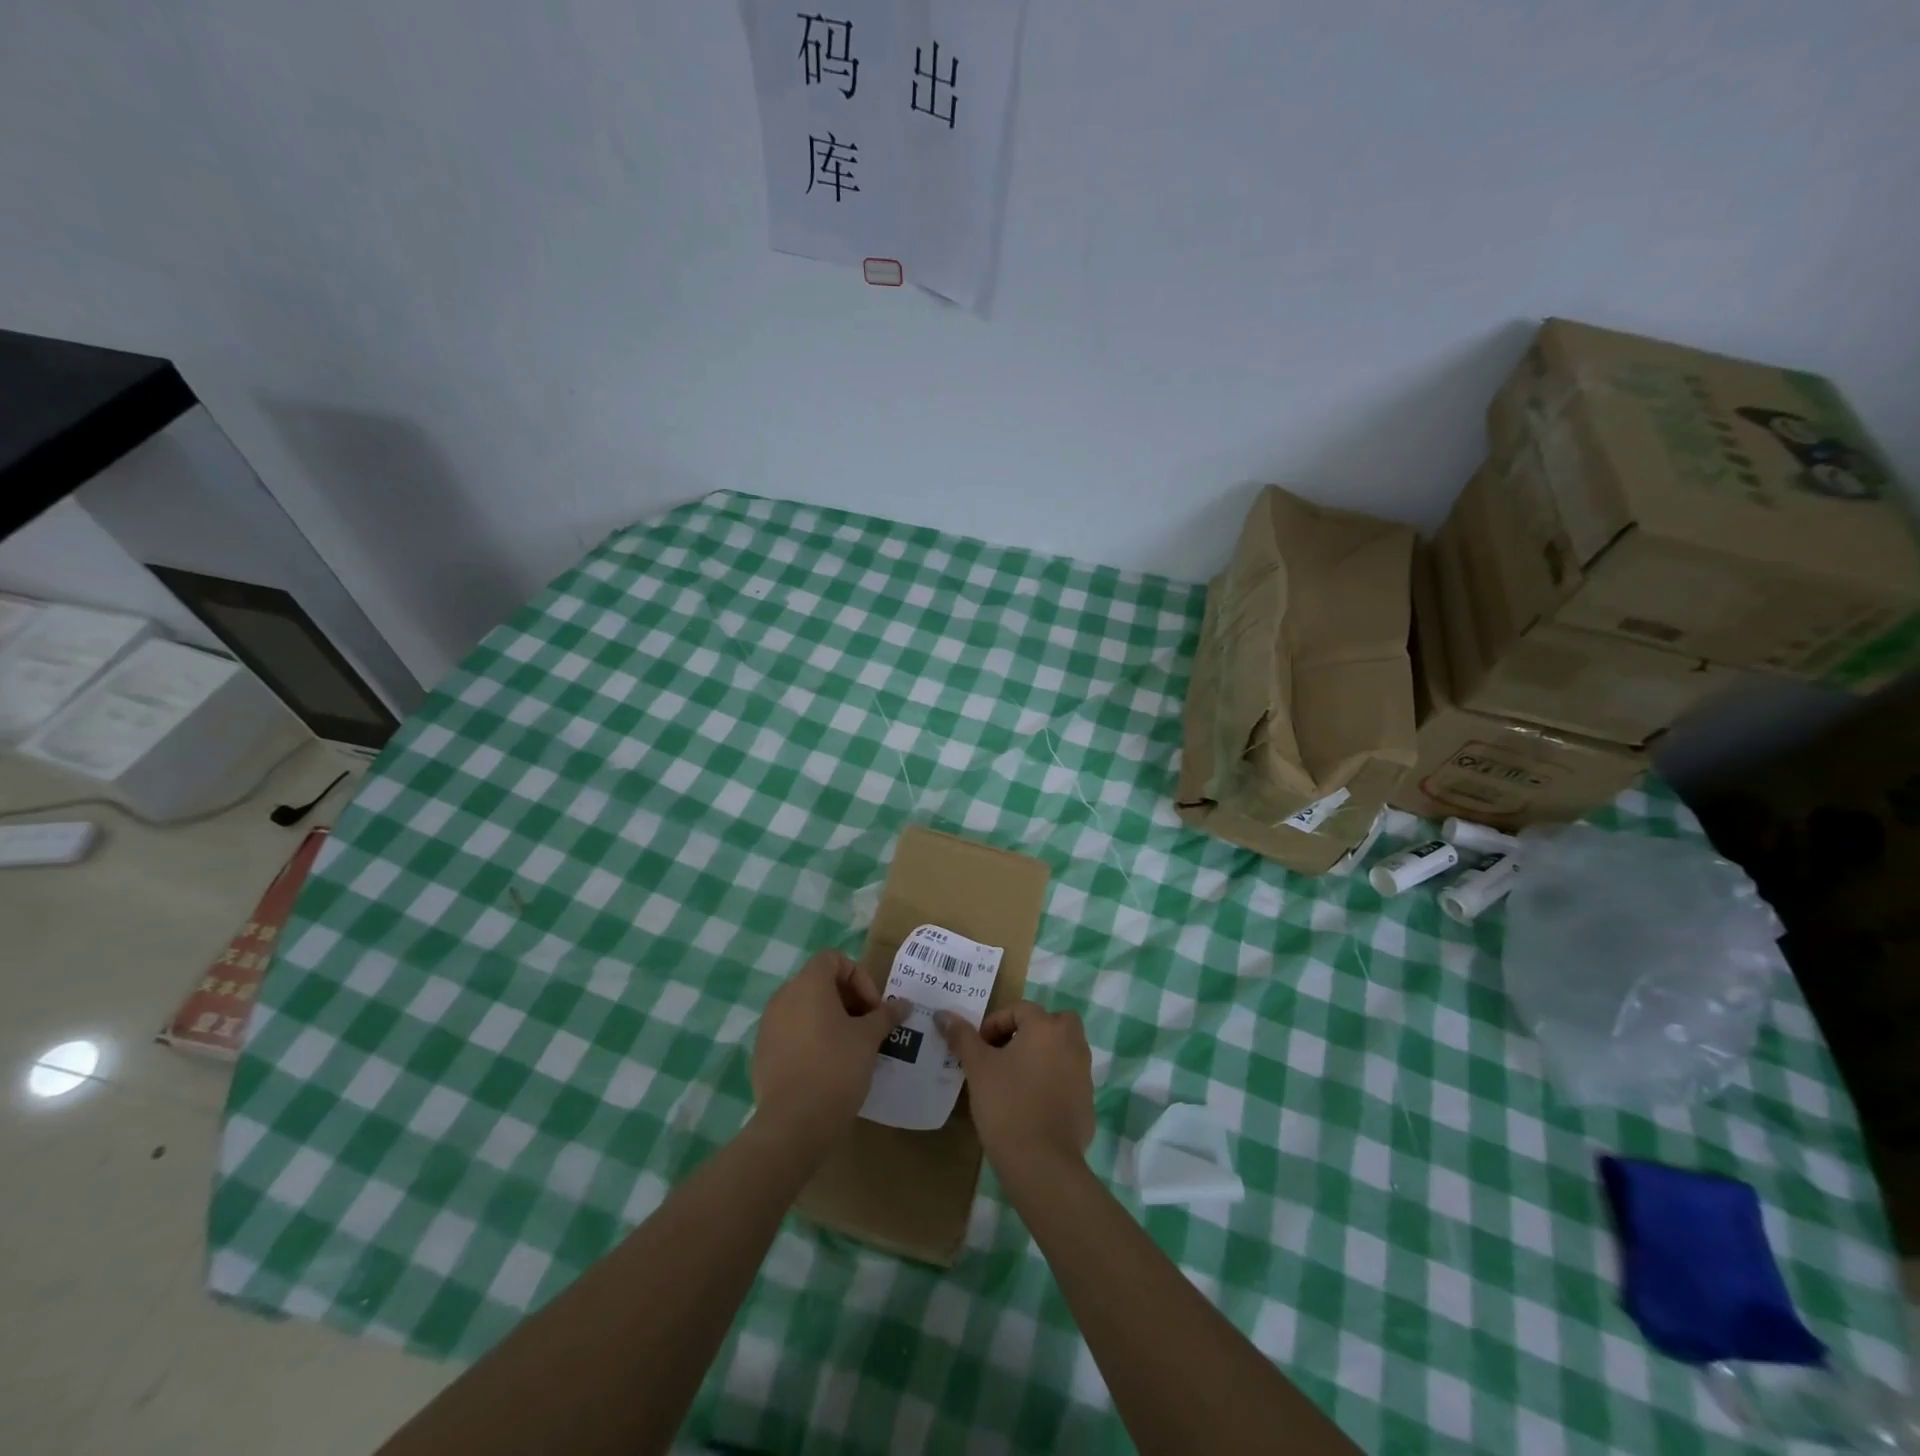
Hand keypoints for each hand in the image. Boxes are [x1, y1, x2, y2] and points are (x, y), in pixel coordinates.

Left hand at [751, 949, 907, 1141]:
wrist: (793, 1124)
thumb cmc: (835, 1068)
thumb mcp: (868, 1039)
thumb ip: (885, 1015)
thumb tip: (904, 1004)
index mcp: (808, 984)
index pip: (833, 959)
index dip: (858, 977)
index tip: (873, 1008)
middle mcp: (783, 997)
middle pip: (819, 982)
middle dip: (847, 999)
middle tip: (867, 1027)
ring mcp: (768, 1025)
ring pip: (804, 1008)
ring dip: (830, 1019)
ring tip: (851, 1047)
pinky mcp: (762, 1052)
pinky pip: (791, 1032)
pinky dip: (811, 1038)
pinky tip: (827, 1066)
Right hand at [938, 1001, 1093, 1175]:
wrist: (1042, 1163)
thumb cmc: (1007, 1105)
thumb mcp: (978, 1068)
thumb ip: (963, 1037)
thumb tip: (943, 1014)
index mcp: (1046, 1028)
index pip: (1020, 1009)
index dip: (995, 1024)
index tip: (979, 1048)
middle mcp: (1072, 1043)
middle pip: (1054, 1022)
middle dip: (1031, 1031)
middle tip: (1006, 1052)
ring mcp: (1084, 1073)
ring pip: (1064, 1050)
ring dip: (1043, 1055)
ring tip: (1015, 1078)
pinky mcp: (1087, 1102)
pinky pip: (1068, 1079)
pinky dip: (1053, 1082)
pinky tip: (1032, 1104)